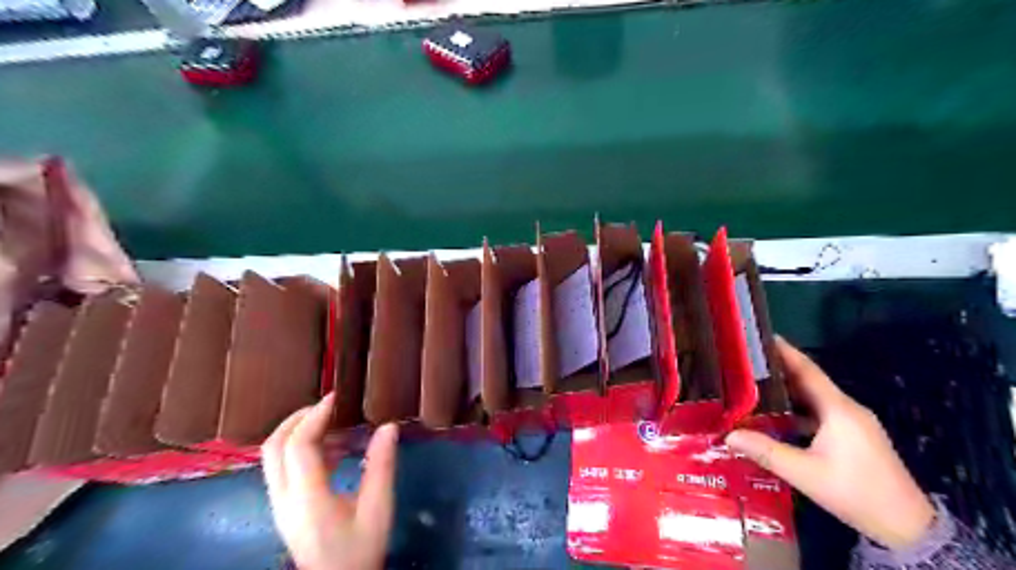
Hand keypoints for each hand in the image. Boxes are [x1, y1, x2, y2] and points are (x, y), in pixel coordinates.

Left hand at [261, 394, 396, 569]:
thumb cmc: (360, 550)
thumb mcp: (378, 507)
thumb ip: (381, 465)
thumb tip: (389, 426)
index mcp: (307, 497)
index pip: (299, 445)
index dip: (315, 416)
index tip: (336, 397)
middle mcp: (284, 498)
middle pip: (274, 446)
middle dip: (298, 418)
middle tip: (327, 405)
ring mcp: (280, 504)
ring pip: (274, 457)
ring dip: (298, 432)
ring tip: (333, 424)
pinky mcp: (284, 508)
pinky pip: (283, 468)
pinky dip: (302, 449)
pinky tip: (334, 451)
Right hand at [726, 336, 930, 549]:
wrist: (907, 526)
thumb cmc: (856, 493)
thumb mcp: (805, 473)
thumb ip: (766, 451)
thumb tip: (727, 436)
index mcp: (838, 409)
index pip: (807, 370)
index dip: (784, 351)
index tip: (761, 336)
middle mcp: (847, 409)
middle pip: (809, 381)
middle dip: (779, 369)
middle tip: (746, 361)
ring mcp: (853, 423)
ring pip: (814, 398)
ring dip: (787, 390)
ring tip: (754, 385)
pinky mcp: (853, 436)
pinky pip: (820, 412)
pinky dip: (797, 409)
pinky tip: (777, 416)